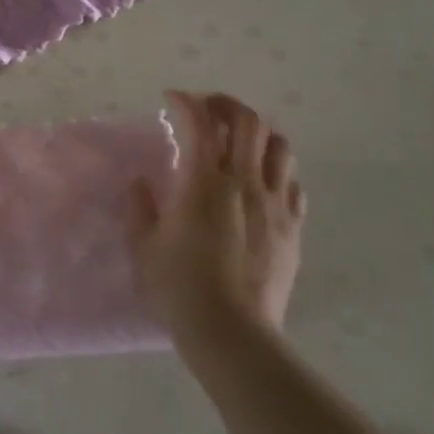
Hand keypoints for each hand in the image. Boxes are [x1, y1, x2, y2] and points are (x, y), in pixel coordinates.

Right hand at [129, 92, 305, 343]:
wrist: (232, 333)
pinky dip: (276, 170)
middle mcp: (245, 183)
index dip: (186, 102)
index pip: (201, 123)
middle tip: (206, 109)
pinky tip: (261, 182)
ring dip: (258, 133)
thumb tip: (141, 183)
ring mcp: (275, 205)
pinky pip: (293, 184)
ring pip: (279, 146)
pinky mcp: (292, 228)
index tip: (171, 100)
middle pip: (248, 122)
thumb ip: (141, 207)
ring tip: (238, 141)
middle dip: (226, 104)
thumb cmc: (179, 287)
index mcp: (205, 182)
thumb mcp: (144, 246)